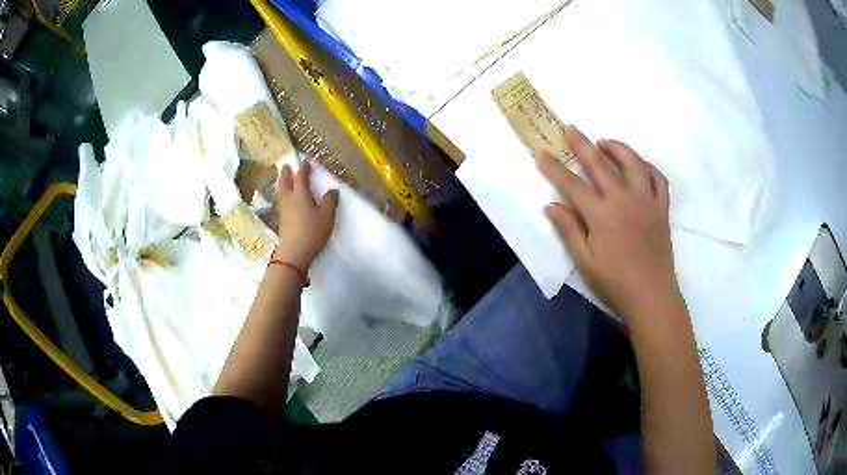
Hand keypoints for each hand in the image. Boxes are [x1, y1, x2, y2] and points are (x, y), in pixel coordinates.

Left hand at [274, 161, 338, 269]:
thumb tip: (332, 191)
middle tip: (286, 166)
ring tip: (283, 179)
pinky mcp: (282, 221)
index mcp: (300, 194)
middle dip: (286, 173)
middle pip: (286, 182)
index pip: (301, 177)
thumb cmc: (312, 231)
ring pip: (281, 192)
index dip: (303, 169)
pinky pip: (281, 201)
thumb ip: (330, 201)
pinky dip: (282, 194)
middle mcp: (290, 199)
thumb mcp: (327, 215)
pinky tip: (285, 199)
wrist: (294, 252)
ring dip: (282, 183)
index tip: (305, 161)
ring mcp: (284, 210)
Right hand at [538, 125, 679, 320]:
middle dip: (581, 144)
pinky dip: (648, 167)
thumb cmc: (616, 283)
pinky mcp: (662, 207)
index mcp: (601, 215)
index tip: (541, 153)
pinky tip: (639, 165)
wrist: (652, 296)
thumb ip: (569, 231)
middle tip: (570, 129)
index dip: (554, 168)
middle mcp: (624, 199)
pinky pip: (658, 178)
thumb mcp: (585, 262)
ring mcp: (646, 200)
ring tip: (605, 142)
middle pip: (599, 164)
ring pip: (633, 163)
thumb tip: (551, 205)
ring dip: (617, 147)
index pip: (572, 185)